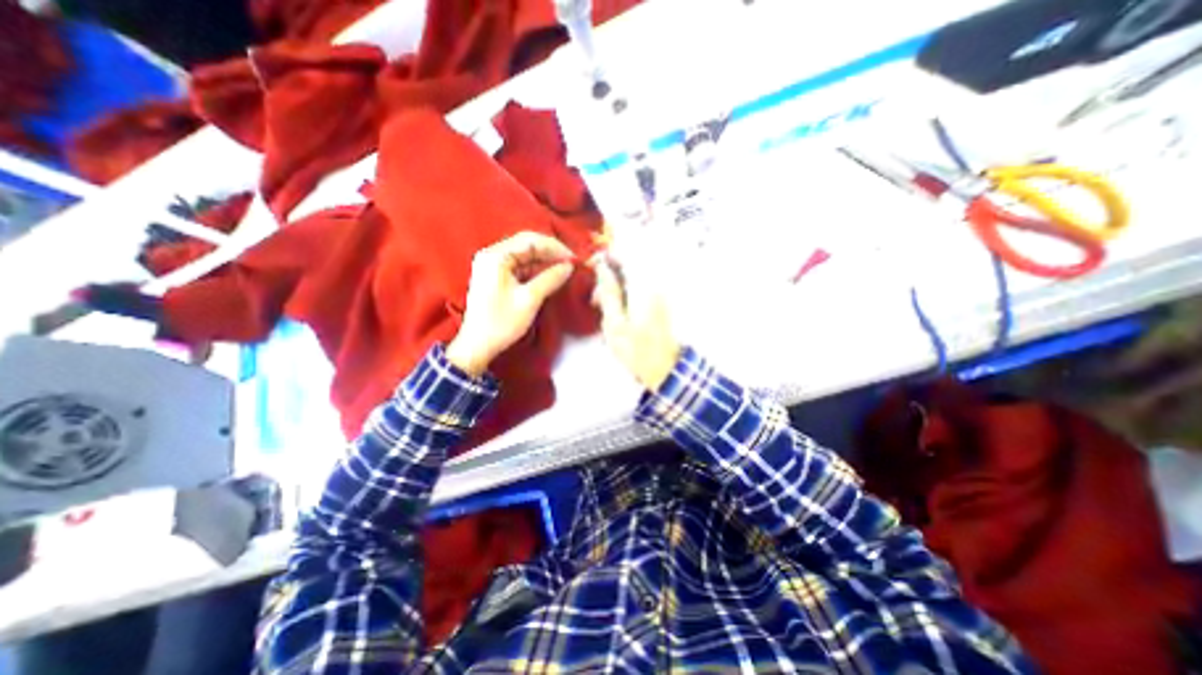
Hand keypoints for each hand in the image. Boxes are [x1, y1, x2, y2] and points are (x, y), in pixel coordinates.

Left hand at [446, 233, 576, 376]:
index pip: (530, 240)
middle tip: (571, 264)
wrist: (478, 345)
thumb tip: (569, 266)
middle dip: (550, 253)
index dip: (555, 247)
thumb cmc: (502, 322)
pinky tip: (550, 276)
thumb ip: (550, 279)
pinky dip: (535, 270)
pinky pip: (520, 266)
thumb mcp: (529, 299)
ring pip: (524, 255)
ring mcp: (492, 265)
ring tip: (564, 270)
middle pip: (527, 244)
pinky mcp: (495, 276)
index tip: (574, 259)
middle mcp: (492, 254)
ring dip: (544, 261)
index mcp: (496, 256)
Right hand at [589, 257, 680, 392]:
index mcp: (644, 286)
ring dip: (614, 289)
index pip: (626, 255)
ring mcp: (657, 294)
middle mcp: (654, 285)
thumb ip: (608, 292)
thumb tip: (602, 267)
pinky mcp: (657, 303)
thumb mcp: (614, 323)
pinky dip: (623, 296)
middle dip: (608, 277)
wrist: (664, 369)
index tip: (590, 267)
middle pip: (628, 266)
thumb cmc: (637, 350)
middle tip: (594, 299)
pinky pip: (636, 290)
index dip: (606, 256)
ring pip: (631, 279)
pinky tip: (615, 314)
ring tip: (601, 309)